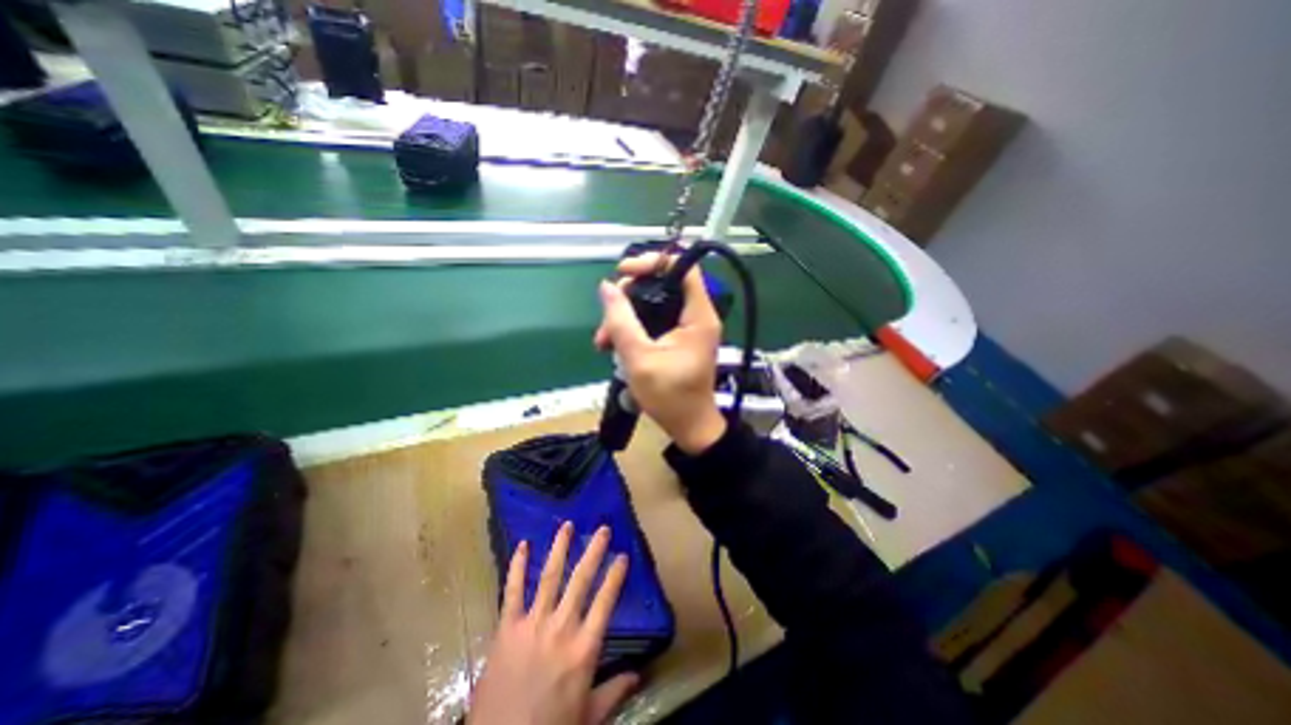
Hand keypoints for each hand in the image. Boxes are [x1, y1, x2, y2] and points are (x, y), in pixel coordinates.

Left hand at [473, 523, 635, 720]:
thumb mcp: (589, 718)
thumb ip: (614, 691)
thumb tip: (638, 673)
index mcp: (584, 649)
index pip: (605, 602)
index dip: (615, 576)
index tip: (623, 555)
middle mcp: (561, 628)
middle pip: (581, 580)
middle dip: (594, 551)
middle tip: (602, 529)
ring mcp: (532, 625)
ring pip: (550, 577)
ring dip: (560, 548)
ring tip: (567, 525)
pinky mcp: (506, 629)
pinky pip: (513, 591)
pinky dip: (517, 566)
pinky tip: (523, 545)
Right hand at [591, 253, 725, 450]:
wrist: (688, 427)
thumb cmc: (670, 397)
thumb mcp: (639, 358)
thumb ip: (621, 321)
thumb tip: (606, 287)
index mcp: (698, 316)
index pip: (683, 267)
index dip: (653, 262)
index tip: (624, 273)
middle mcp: (696, 316)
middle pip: (663, 284)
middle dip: (630, 296)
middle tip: (607, 317)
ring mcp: (687, 327)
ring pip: (653, 304)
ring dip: (626, 316)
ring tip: (603, 341)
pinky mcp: (678, 338)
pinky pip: (653, 321)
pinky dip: (633, 328)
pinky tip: (614, 345)